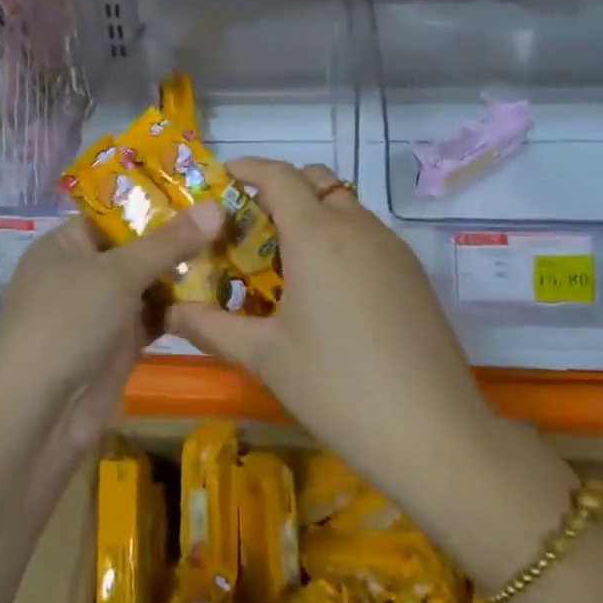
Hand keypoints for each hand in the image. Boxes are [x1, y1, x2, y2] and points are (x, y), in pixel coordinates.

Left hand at [0, 201, 224, 449]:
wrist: (36, 416)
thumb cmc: (66, 322)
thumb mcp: (118, 273)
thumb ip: (168, 242)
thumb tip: (216, 206)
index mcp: (65, 245)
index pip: (114, 214)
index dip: (156, 203)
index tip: (204, 192)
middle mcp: (80, 274)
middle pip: (135, 249)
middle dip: (178, 240)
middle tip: (232, 221)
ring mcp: (99, 314)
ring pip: (147, 286)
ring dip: (183, 275)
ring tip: (235, 252)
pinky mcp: (116, 348)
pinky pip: (152, 319)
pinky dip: (179, 311)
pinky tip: (218, 296)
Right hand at [166, 160, 495, 502]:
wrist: (435, 433)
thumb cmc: (337, 387)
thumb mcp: (265, 356)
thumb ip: (211, 327)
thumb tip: (167, 313)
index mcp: (317, 235)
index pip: (279, 175)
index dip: (247, 168)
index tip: (222, 178)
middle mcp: (357, 227)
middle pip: (315, 181)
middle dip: (280, 189)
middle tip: (249, 226)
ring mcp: (392, 248)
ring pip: (345, 206)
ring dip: (312, 214)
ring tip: (284, 261)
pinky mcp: (413, 274)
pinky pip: (368, 234)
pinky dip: (340, 238)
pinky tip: (328, 289)